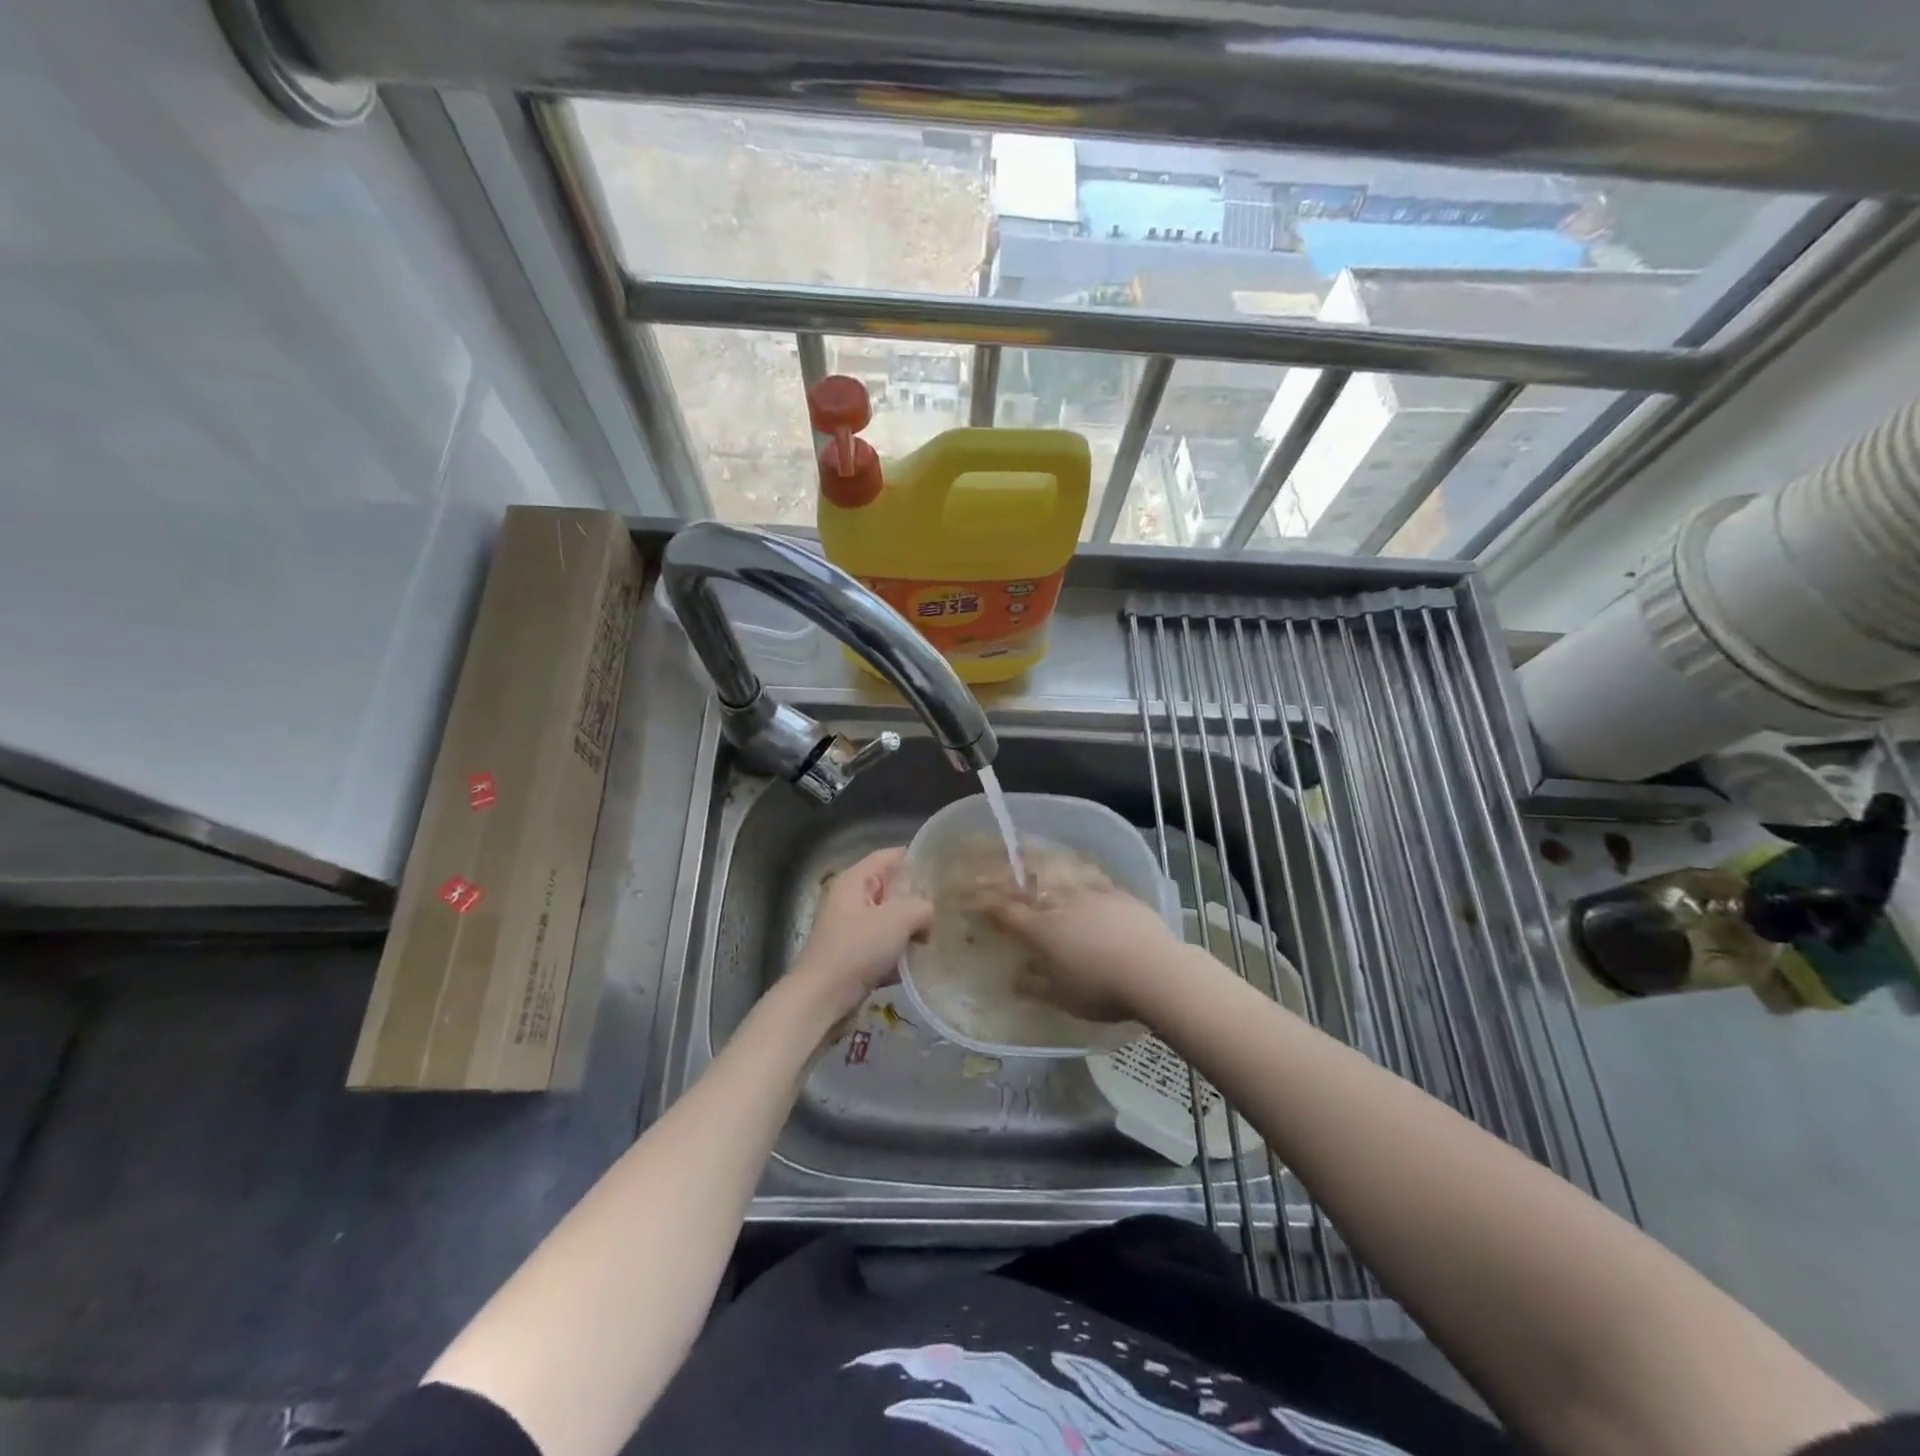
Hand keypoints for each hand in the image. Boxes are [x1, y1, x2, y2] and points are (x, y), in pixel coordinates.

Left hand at [787, 847, 932, 1025]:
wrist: (822, 999)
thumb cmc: (857, 949)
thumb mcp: (898, 918)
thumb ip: (922, 906)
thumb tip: (929, 913)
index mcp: (853, 881)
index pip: (888, 856)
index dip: (915, 858)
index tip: (944, 868)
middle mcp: (849, 900)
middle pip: (890, 889)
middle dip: (917, 898)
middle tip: (947, 906)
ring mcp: (851, 930)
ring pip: (889, 919)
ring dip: (910, 928)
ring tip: (938, 935)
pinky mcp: (854, 956)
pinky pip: (884, 946)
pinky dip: (900, 952)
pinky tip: (920, 963)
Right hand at [979, 856, 1184, 1022]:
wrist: (1153, 971)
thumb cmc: (1101, 989)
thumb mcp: (1062, 997)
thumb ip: (1034, 985)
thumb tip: (1013, 977)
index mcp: (1041, 929)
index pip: (1005, 911)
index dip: (985, 902)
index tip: (969, 896)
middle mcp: (1061, 904)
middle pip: (1027, 886)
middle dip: (1005, 877)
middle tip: (989, 866)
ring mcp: (1090, 894)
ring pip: (1058, 874)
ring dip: (1038, 864)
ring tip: (1027, 855)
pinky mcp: (1117, 893)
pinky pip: (1090, 875)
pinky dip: (1077, 869)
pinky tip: (1076, 867)